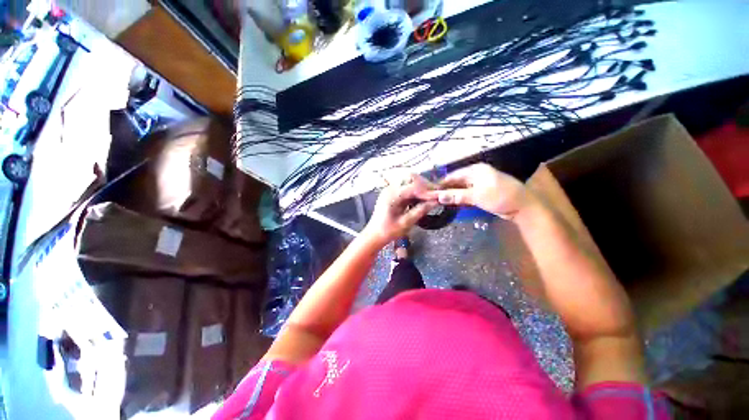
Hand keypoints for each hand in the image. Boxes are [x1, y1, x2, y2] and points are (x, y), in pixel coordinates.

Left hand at [362, 178, 436, 247]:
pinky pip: (406, 186)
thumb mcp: (406, 223)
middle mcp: (390, 188)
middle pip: (411, 179)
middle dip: (425, 185)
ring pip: (409, 180)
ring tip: (431, 194)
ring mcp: (390, 189)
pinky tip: (422, 196)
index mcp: (392, 195)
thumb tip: (436, 202)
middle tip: (437, 193)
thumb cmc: (388, 231)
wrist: (374, 234)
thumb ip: (421, 210)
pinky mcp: (392, 192)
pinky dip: (415, 189)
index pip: (413, 187)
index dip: (428, 190)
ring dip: (421, 186)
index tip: (440, 195)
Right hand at [417, 163, 529, 219]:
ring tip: (439, 202)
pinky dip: (460, 198)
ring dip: (452, 195)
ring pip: (461, 188)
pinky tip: (452, 203)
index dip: (441, 184)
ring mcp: (480, 184)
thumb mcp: (476, 196)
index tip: (430, 192)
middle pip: (456, 182)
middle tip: (433, 198)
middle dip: (446, 190)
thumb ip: (456, 196)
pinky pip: (467, 194)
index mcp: (475, 170)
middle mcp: (476, 174)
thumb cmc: (500, 197)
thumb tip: (438, 196)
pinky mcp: (482, 192)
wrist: (523, 207)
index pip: (453, 175)